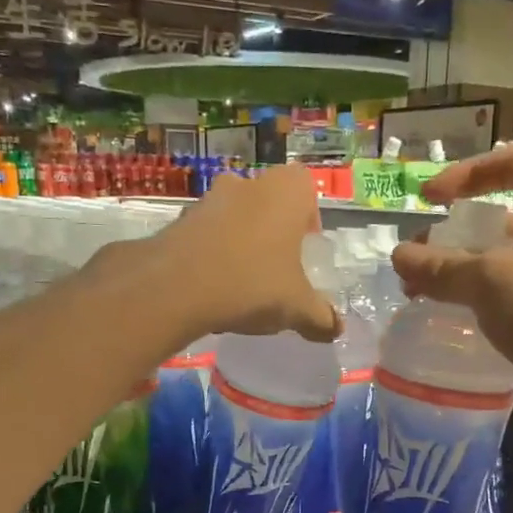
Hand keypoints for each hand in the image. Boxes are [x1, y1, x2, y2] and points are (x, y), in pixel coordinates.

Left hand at [158, 164, 340, 342]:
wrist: (177, 288)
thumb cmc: (253, 285)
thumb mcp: (297, 308)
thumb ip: (320, 317)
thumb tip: (336, 329)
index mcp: (286, 191)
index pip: (306, 190)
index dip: (309, 220)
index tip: (304, 253)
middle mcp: (248, 183)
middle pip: (268, 204)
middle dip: (273, 234)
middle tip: (276, 270)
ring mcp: (209, 198)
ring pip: (235, 217)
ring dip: (241, 243)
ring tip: (242, 285)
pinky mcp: (179, 220)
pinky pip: (206, 234)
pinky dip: (212, 255)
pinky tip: (213, 289)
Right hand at [392, 146, 512, 434]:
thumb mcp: (492, 283)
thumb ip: (442, 266)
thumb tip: (399, 255)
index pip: (508, 163)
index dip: (461, 176)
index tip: (425, 202)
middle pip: (505, 211)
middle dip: (456, 231)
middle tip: (417, 257)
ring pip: (508, 254)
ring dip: (464, 267)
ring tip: (423, 290)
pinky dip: (484, 294)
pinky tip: (455, 314)